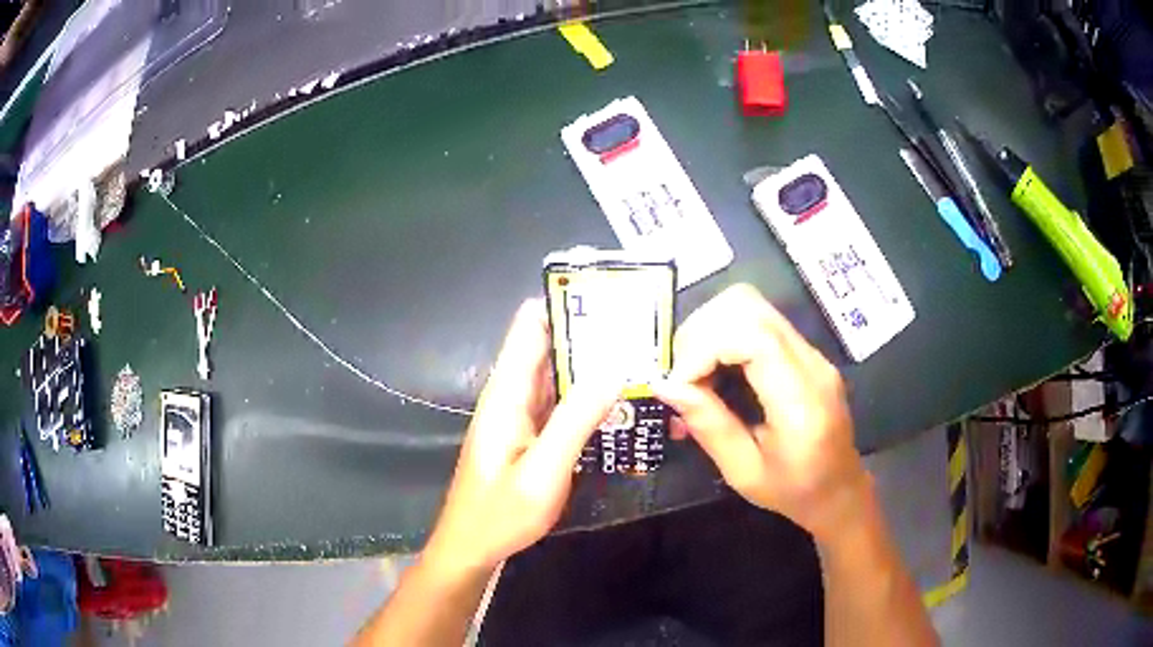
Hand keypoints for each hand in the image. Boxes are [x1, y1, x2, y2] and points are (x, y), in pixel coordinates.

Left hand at [423, 299, 619, 575]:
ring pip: (555, 374)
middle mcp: (511, 396)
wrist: (473, 547)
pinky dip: (584, 392)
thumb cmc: (501, 514)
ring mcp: (519, 415)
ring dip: (589, 361)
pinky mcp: (528, 434)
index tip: (605, 292)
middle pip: (546, 346)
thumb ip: (575, 421)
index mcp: (506, 394)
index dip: (561, 303)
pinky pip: (558, 402)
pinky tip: (615, 394)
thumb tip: (612, 370)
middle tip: (636, 322)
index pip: (529, 328)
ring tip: (635, 349)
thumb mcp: (543, 472)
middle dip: (586, 331)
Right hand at [654, 284, 867, 540]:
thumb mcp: (744, 473)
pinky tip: (714, 372)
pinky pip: (755, 321)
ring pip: (749, 305)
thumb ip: (709, 426)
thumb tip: (666, 386)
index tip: (678, 384)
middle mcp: (810, 362)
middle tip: (683, 377)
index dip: (704, 347)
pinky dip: (723, 337)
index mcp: (801, 401)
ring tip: (695, 375)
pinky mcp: (802, 350)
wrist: (839, 488)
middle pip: (748, 305)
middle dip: (701, 333)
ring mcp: (810, 351)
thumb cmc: (793, 491)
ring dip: (709, 332)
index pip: (753, 336)